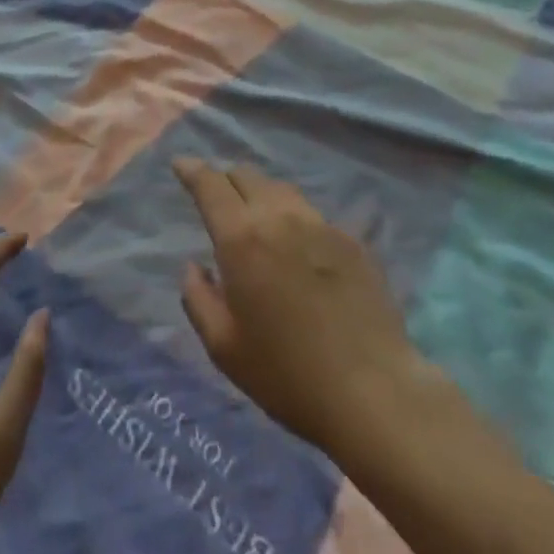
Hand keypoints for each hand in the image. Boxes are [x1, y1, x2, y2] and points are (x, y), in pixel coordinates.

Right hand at [172, 158, 429, 456]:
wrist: (371, 389)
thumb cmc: (287, 374)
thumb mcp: (225, 348)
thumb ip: (198, 299)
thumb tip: (193, 266)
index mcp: (242, 237)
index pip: (210, 185)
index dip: (192, 169)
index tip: (181, 164)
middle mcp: (279, 216)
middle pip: (246, 175)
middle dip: (225, 180)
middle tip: (217, 199)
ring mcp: (319, 223)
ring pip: (280, 189)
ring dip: (260, 194)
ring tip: (256, 217)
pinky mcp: (350, 238)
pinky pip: (311, 214)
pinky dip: (292, 218)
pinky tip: (298, 246)